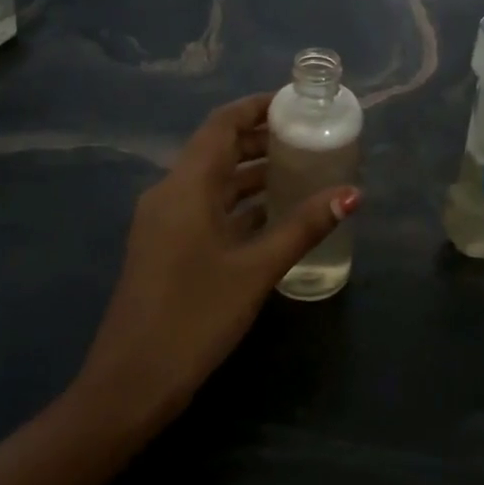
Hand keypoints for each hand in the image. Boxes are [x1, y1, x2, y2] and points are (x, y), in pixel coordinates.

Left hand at [71, 94, 360, 426]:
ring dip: (252, 172)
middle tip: (310, 136)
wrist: (131, 382)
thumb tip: (352, 194)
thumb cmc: (195, 315)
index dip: (256, 107)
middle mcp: (170, 194)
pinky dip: (240, 203)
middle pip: (218, 149)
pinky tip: (274, 215)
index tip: (295, 101)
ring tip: (301, 170)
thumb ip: (303, 227)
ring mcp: (165, 223)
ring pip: (214, 182)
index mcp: (186, 186)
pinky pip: (207, 208)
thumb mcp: (256, 269)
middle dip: (261, 139)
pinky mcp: (167, 248)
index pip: (221, 125)